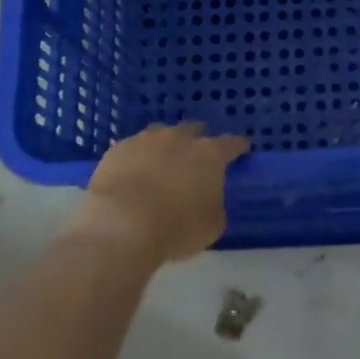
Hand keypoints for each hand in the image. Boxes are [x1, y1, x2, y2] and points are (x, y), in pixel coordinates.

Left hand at [71, 122, 249, 263]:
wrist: (121, 225)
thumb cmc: (176, 228)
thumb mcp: (212, 224)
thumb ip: (215, 204)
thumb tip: (208, 198)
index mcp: (209, 154)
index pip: (232, 143)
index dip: (238, 147)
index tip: (242, 149)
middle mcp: (179, 138)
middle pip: (195, 130)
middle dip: (198, 142)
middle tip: (197, 159)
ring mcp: (145, 140)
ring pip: (161, 134)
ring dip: (166, 146)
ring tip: (162, 164)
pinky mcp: (117, 149)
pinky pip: (133, 148)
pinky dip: (138, 158)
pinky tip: (134, 174)